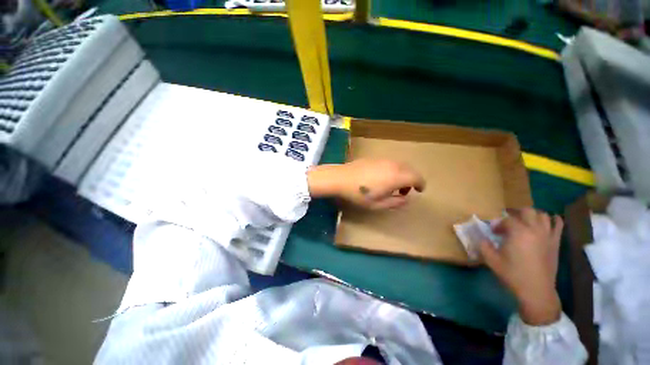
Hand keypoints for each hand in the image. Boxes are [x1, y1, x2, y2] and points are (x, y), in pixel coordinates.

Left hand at [307, 159, 424, 209]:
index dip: (421, 184)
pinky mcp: (374, 158)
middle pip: (410, 169)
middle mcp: (392, 165)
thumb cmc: (359, 194)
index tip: (419, 190)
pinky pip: (389, 163)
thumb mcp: (378, 204)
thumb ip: (395, 202)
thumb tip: (406, 198)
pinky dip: (392, 170)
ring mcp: (382, 159)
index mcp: (396, 176)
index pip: (417, 177)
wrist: (340, 178)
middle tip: (404, 191)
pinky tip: (381, 177)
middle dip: (411, 180)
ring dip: (402, 174)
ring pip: (399, 165)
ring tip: (392, 185)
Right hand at [479, 208, 563, 325]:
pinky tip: (547, 222)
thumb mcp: (491, 260)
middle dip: (515, 213)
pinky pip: (558, 225)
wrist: (536, 290)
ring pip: (543, 215)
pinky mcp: (555, 242)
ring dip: (533, 215)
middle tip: (508, 222)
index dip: (498, 224)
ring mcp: (547, 235)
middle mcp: (534, 229)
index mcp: (518, 232)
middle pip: (526, 211)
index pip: (506, 220)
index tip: (493, 232)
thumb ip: (483, 245)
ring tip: (525, 222)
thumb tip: (482, 238)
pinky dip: (553, 220)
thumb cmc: (513, 274)